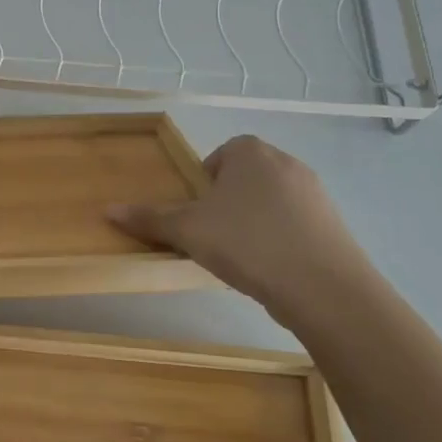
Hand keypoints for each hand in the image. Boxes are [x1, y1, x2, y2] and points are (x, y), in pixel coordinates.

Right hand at [107, 135, 377, 324]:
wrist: (325, 288)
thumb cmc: (247, 243)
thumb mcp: (188, 231)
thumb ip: (150, 218)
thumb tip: (107, 210)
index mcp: (250, 152)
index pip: (219, 155)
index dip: (203, 184)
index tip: (197, 214)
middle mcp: (285, 162)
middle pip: (244, 178)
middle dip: (227, 204)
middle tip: (213, 236)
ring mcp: (315, 193)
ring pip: (270, 202)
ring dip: (253, 222)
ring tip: (241, 257)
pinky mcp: (334, 224)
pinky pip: (295, 224)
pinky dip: (280, 240)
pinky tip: (271, 268)